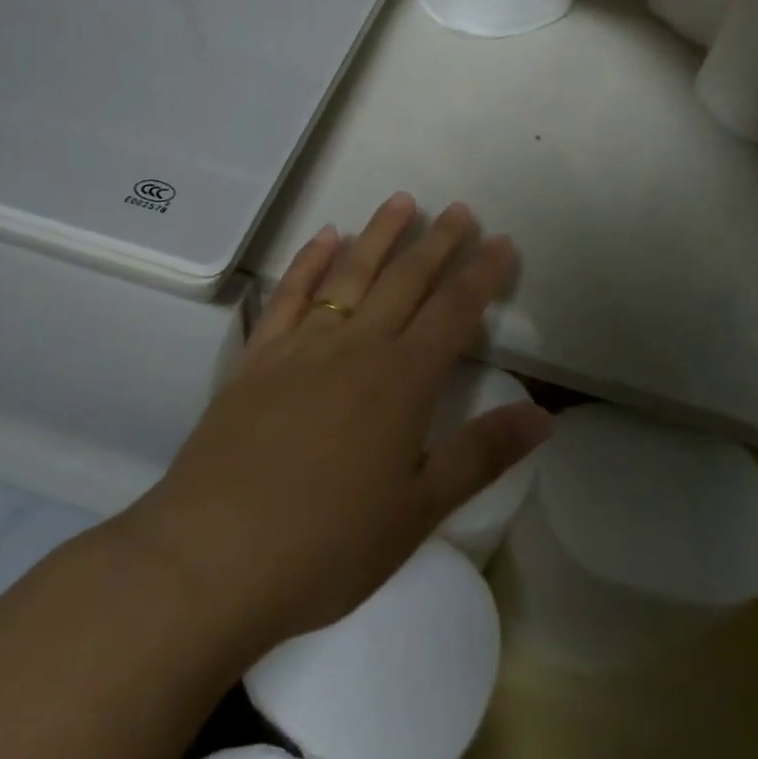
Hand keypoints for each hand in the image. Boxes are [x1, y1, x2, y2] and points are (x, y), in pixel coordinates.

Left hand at [122, 194, 552, 653]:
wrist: (213, 557)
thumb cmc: (328, 545)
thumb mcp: (418, 511)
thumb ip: (481, 455)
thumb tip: (545, 417)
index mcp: (402, 381)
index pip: (454, 312)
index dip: (482, 275)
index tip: (502, 241)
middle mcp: (356, 347)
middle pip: (405, 280)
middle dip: (437, 243)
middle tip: (459, 210)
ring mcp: (301, 346)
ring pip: (349, 273)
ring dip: (378, 235)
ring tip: (401, 201)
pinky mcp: (258, 357)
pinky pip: (289, 294)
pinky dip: (309, 260)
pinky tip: (324, 237)